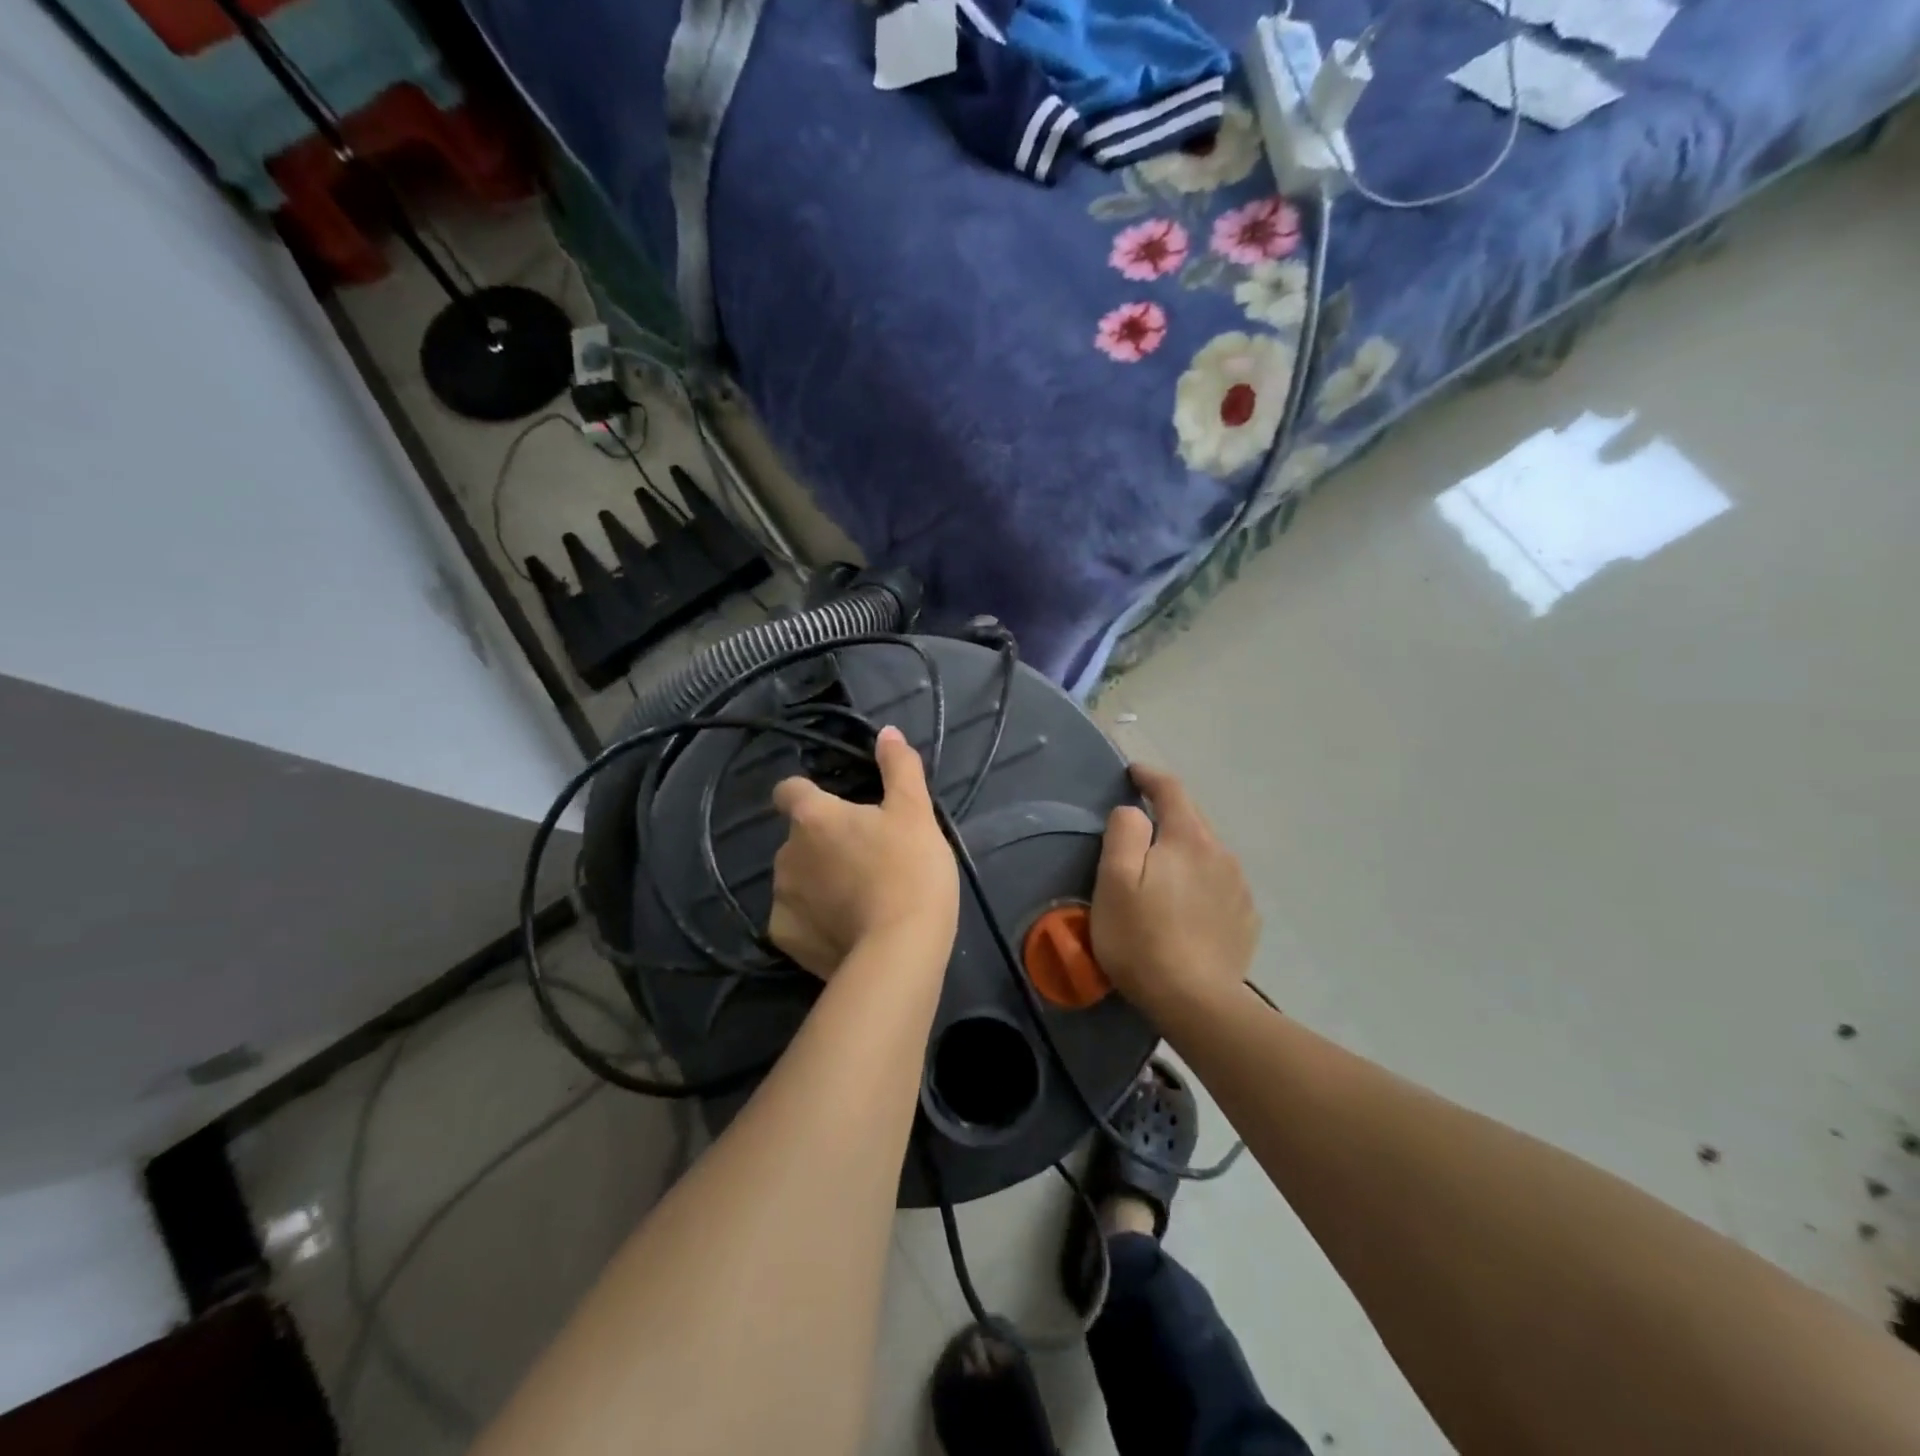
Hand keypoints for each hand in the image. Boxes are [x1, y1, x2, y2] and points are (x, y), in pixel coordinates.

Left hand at [768, 726, 959, 978]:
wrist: (900, 950)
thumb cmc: (910, 870)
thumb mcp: (915, 812)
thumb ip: (899, 768)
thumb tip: (887, 732)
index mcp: (813, 817)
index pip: (789, 789)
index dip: (807, 793)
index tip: (835, 807)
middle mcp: (786, 853)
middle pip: (798, 838)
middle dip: (823, 844)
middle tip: (866, 858)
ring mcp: (781, 898)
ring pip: (796, 879)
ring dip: (818, 881)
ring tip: (858, 898)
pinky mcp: (785, 938)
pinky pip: (795, 920)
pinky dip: (814, 921)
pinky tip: (844, 929)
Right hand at [1090, 764, 1259, 1022]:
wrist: (1195, 1002)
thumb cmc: (1142, 937)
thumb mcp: (1115, 880)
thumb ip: (1124, 833)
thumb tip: (1135, 812)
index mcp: (1188, 838)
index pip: (1171, 790)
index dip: (1150, 777)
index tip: (1132, 772)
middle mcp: (1221, 854)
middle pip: (1193, 819)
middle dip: (1168, 813)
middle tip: (1141, 823)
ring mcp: (1239, 888)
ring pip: (1208, 853)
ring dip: (1185, 851)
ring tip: (1164, 871)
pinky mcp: (1246, 919)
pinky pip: (1220, 885)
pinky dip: (1202, 882)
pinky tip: (1188, 906)